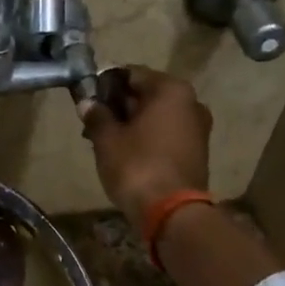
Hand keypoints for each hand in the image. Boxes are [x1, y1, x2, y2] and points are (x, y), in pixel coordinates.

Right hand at [79, 66, 212, 228]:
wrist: (171, 212)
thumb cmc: (137, 166)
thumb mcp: (107, 139)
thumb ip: (97, 116)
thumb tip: (87, 103)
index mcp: (170, 90)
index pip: (132, 74)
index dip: (105, 83)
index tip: (87, 97)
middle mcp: (190, 102)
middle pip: (147, 94)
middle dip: (119, 104)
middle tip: (93, 120)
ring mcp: (197, 127)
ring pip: (156, 115)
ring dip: (131, 122)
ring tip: (105, 138)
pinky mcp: (196, 150)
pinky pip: (166, 133)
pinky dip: (146, 136)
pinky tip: (125, 151)